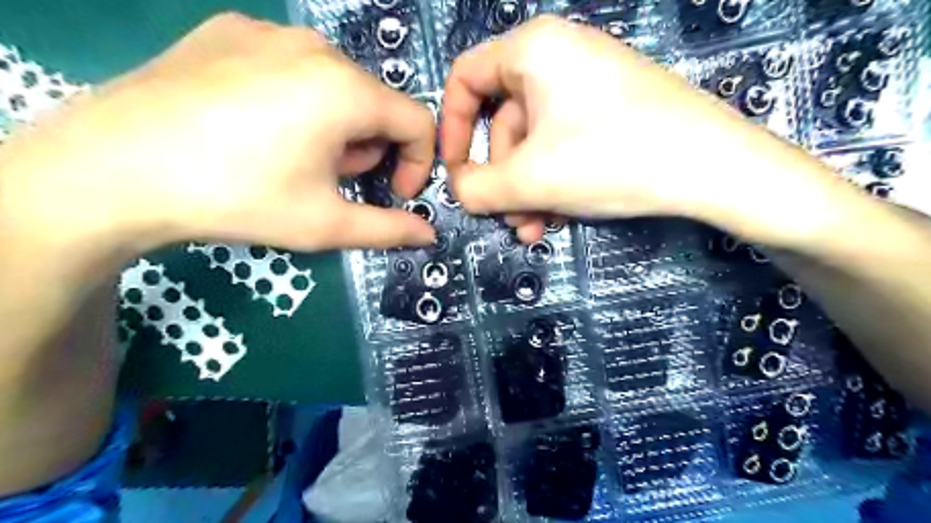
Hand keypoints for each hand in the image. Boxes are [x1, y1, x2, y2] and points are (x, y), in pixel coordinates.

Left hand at [0, 11, 436, 256]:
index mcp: (347, 90)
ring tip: (294, 156)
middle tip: (331, 180)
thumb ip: (389, 229)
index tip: (393, 193)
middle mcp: (316, 48)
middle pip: (376, 103)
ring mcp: (269, 31)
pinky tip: (257, 126)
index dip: (416, 163)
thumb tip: (428, 235)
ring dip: (337, 125)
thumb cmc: (238, 198)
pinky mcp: (229, 30)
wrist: (113, 169)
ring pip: (336, 83)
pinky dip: (297, 99)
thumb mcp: (326, 223)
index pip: (417, 121)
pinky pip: (291, 66)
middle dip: (369, 148)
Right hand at [440, 14, 841, 244]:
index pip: (465, 79)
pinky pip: (563, 144)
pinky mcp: (610, 110)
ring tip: (535, 229)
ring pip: (535, 142)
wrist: (714, 168)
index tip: (455, 172)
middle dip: (502, 178)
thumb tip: (458, 189)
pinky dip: (553, 181)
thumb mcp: (530, 180)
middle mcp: (558, 56)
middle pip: (504, 122)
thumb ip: (477, 188)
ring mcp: (588, 84)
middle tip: (510, 219)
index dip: (451, 129)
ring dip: (527, 190)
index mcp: (532, 50)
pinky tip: (560, 216)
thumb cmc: (611, 158)